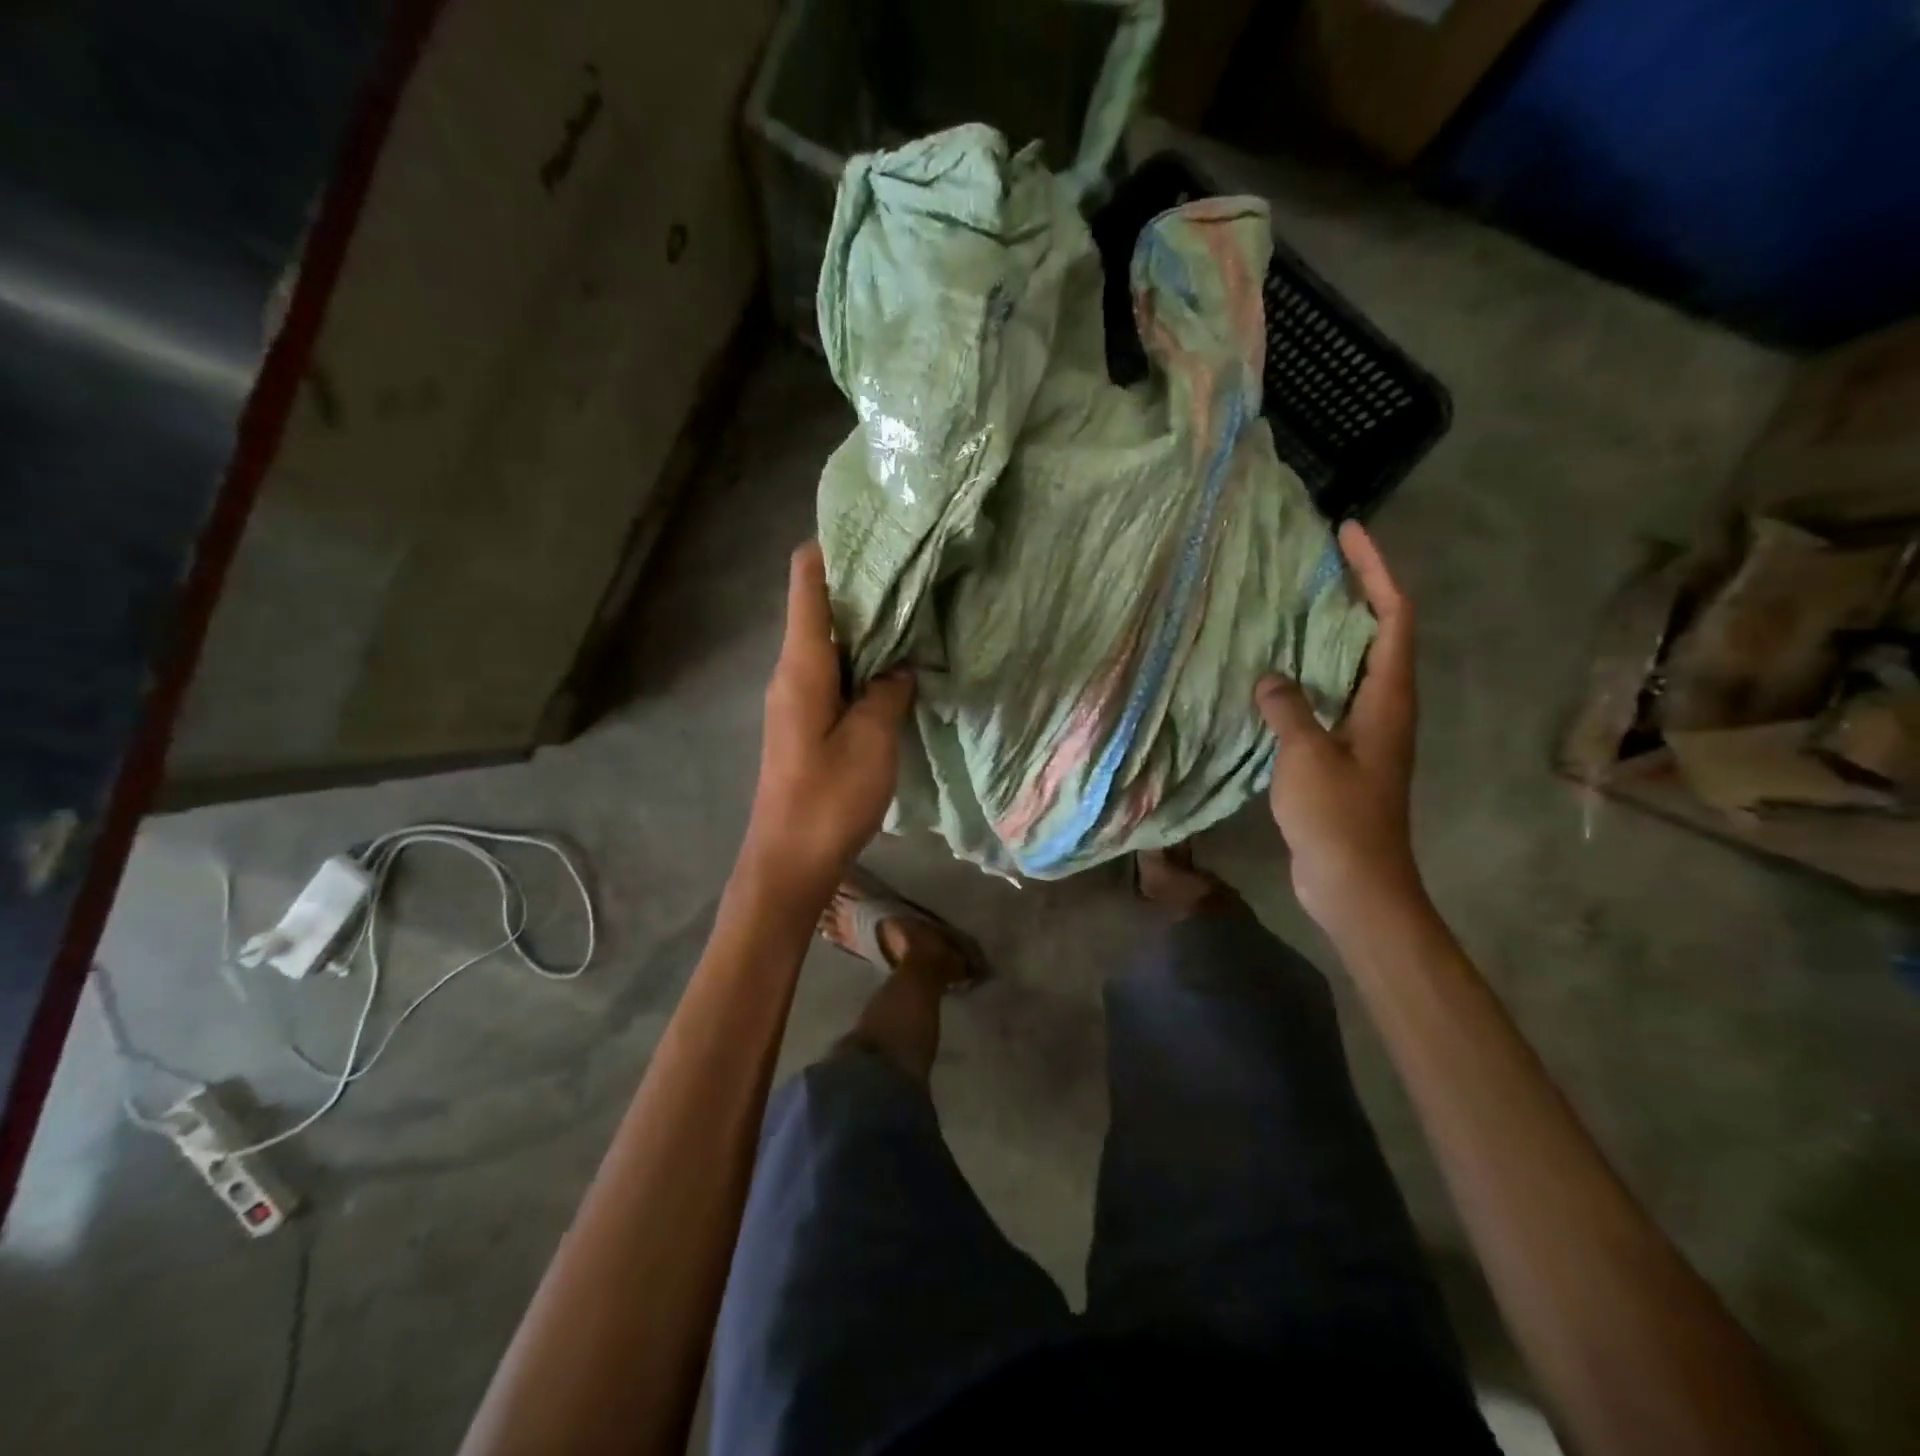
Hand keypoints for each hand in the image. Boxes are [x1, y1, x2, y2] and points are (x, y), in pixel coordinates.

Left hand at [739, 541, 914, 904]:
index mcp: (802, 665)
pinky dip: (865, 660)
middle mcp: (793, 671)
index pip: (806, 583)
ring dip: (868, 625)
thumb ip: (888, 693)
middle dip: (863, 584)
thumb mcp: (872, 741)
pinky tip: (898, 664)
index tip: (876, 530)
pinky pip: (836, 673)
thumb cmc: (828, 799)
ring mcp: (798, 696)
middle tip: (915, 567)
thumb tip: (899, 665)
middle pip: (821, 607)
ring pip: (832, 642)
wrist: (788, 861)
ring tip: (915, 607)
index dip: (832, 547)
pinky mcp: (807, 721)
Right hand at [1255, 521, 1424, 937]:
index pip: (1393, 616)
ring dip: (1328, 633)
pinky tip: (1273, 675)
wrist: (1355, 883)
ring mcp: (1365, 732)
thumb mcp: (1307, 755)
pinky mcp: (1343, 754)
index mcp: (1388, 698)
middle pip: (1378, 633)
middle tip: (1311, 564)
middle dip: (1353, 592)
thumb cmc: (1339, 817)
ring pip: (1351, 666)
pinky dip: (1306, 675)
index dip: (1374, 570)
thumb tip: (1270, 677)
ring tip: (1288, 606)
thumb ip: (1288, 708)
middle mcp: (1384, 707)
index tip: (1347, 533)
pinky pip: (1327, 697)